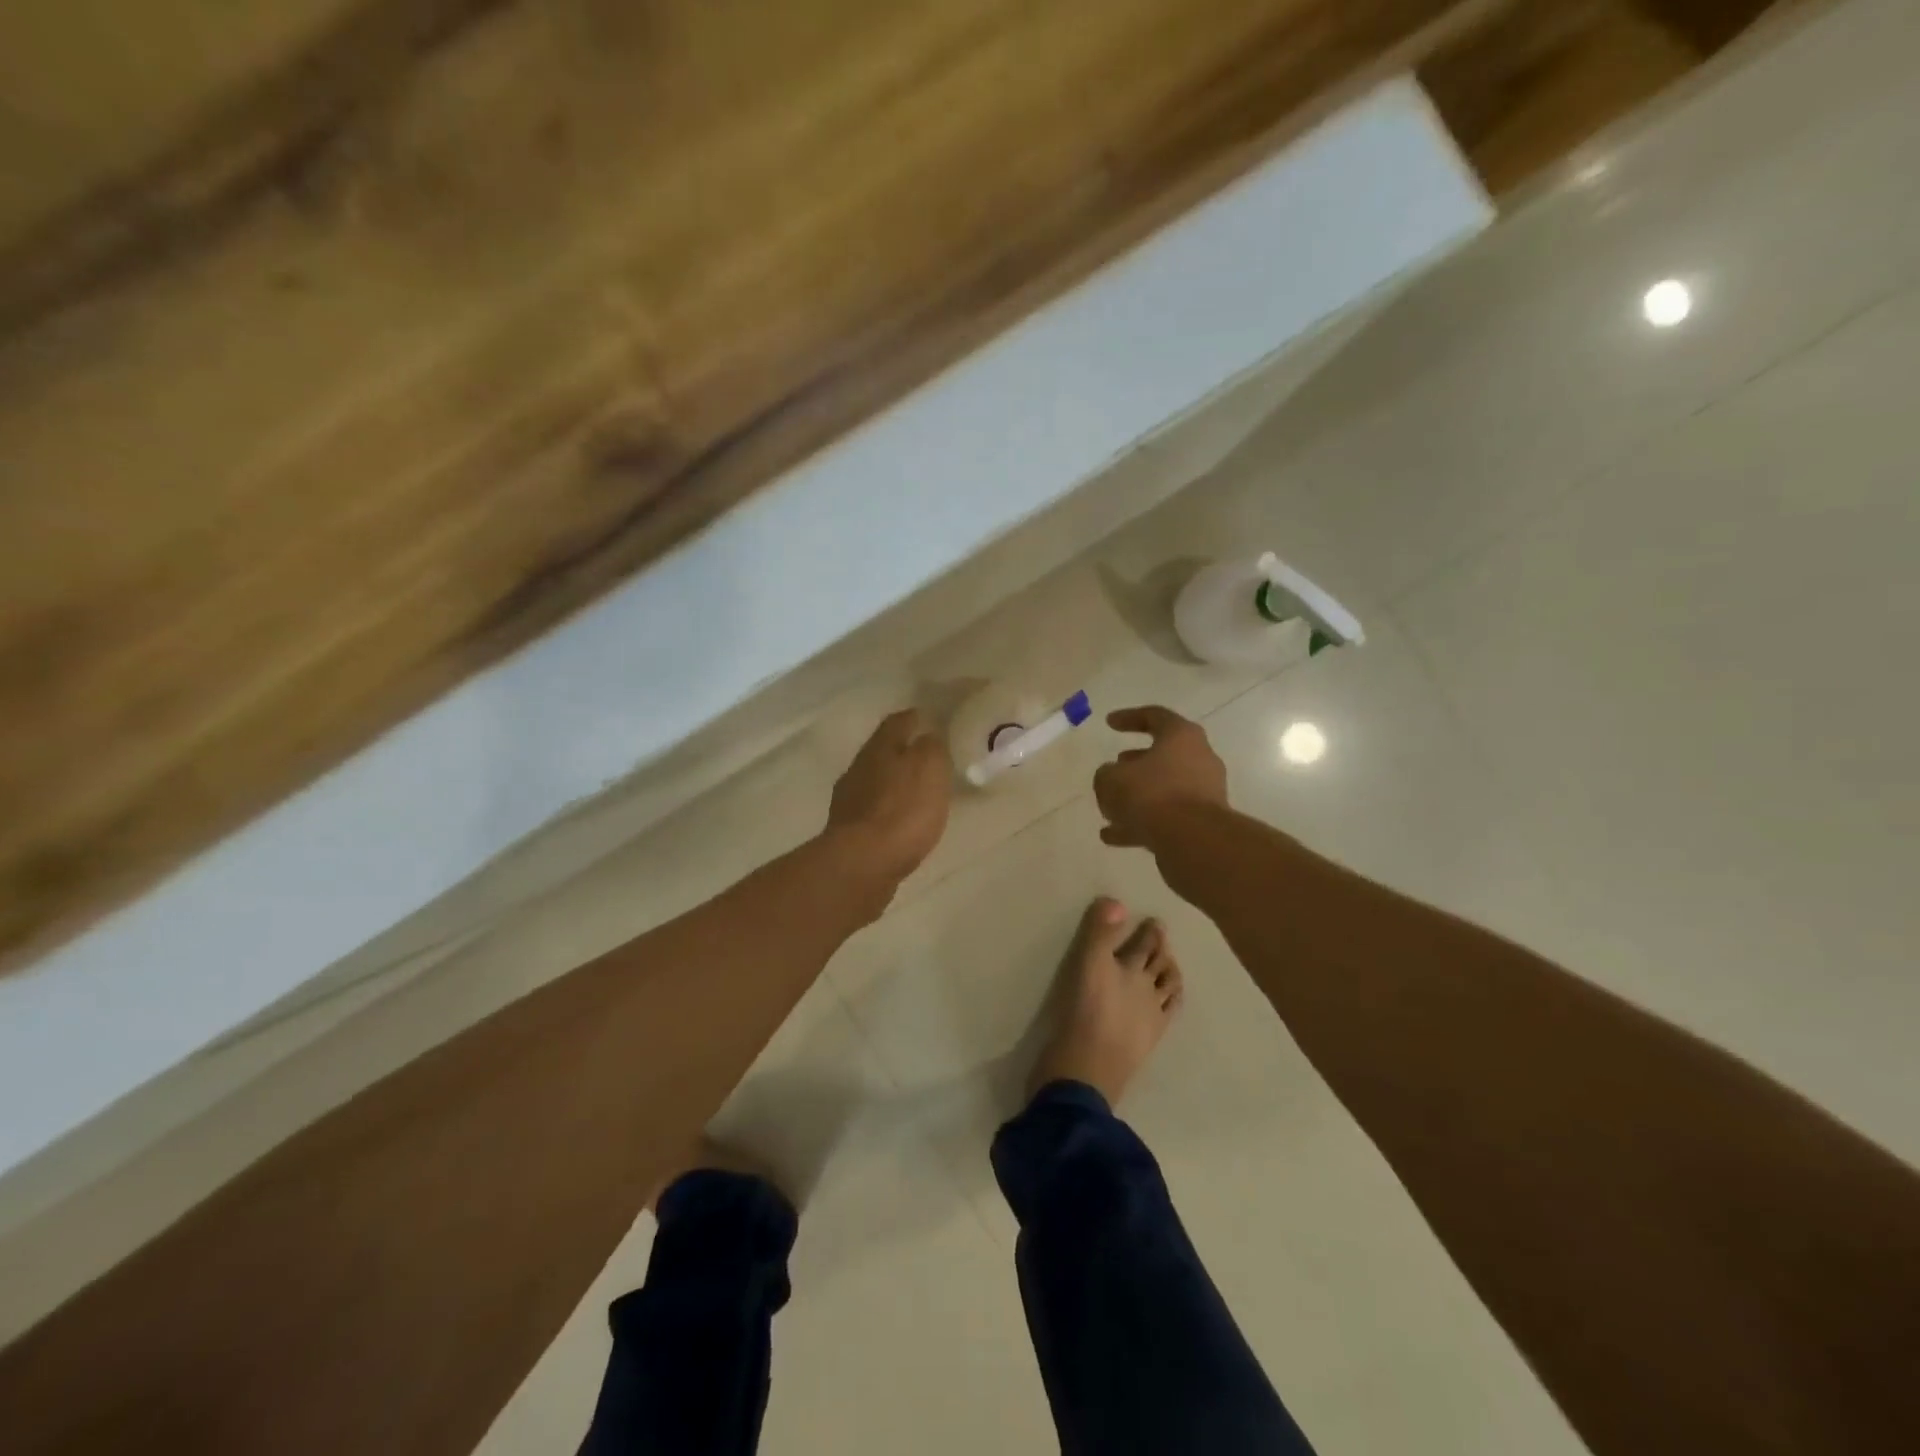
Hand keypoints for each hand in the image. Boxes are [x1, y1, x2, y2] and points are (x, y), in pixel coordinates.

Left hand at [826, 709, 952, 884]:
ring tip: (916, 790)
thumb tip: (928, 735)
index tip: (927, 716)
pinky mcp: (849, 833)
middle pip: (881, 752)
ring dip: (893, 783)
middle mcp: (858, 769)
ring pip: (875, 782)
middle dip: (901, 751)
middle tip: (926, 755)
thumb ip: (931, 747)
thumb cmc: (902, 810)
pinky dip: (887, 811)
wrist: (863, 864)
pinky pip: (873, 812)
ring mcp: (849, 802)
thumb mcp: (930, 768)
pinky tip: (901, 821)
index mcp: (879, 749)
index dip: (913, 718)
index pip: (896, 723)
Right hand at [1093, 706, 1227, 848]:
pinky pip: (1167, 817)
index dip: (1128, 717)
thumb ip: (1106, 774)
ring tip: (1109, 810)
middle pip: (1164, 755)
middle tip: (1115, 767)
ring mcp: (1204, 792)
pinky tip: (1114, 837)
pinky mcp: (1203, 822)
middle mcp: (1199, 759)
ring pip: (1164, 789)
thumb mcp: (1111, 779)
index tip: (1108, 723)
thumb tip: (1112, 779)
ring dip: (1137, 797)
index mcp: (1181, 737)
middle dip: (1136, 762)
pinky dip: (1142, 823)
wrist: (1193, 841)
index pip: (1155, 716)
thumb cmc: (1151, 795)